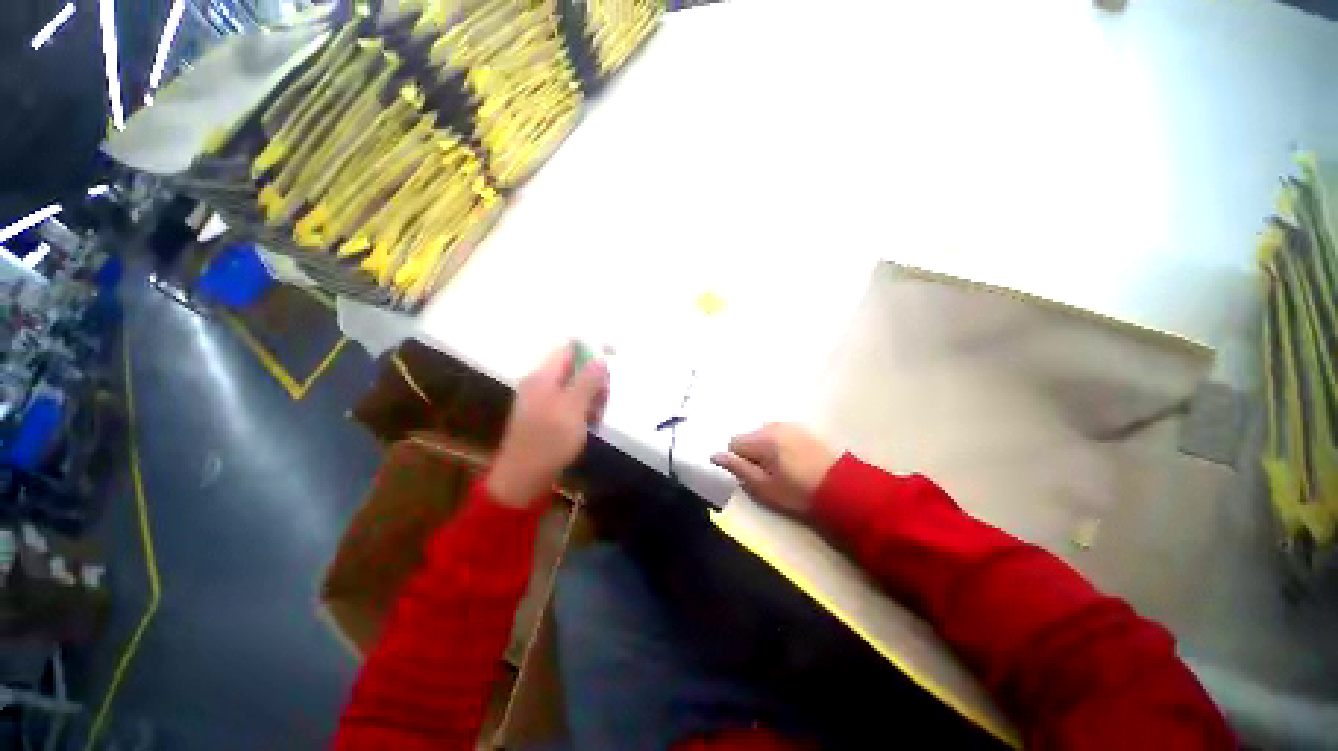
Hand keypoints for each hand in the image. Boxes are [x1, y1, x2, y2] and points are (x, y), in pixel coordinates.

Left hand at [487, 344, 609, 506]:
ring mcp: (542, 400)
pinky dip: (582, 409)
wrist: (523, 479)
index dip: (591, 350)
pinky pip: (570, 403)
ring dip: (591, 396)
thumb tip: (600, 357)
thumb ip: (588, 380)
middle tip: (604, 398)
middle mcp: (541, 383)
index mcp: (543, 376)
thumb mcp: (573, 408)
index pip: (569, 348)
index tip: (611, 363)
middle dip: (594, 379)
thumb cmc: (549, 441)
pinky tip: (588, 424)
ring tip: (596, 415)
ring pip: (575, 387)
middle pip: (574, 367)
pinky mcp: (546, 416)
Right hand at [711, 423, 837, 516]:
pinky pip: (777, 433)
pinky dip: (777, 445)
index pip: (733, 442)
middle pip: (748, 436)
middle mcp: (773, 426)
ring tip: (782, 468)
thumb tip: (714, 454)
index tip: (753, 475)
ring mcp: (789, 425)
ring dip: (764, 449)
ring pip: (762, 435)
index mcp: (762, 439)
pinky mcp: (801, 429)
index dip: (738, 460)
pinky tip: (792, 460)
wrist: (841, 489)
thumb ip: (737, 467)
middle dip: (751, 453)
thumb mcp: (763, 486)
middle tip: (768, 475)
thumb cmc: (798, 492)